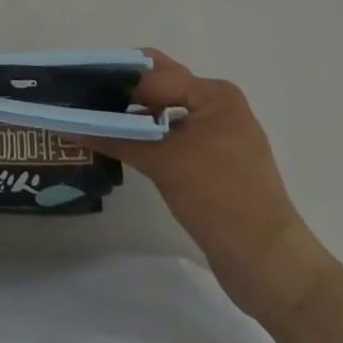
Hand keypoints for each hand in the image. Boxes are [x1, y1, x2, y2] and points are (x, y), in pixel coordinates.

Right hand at [88, 51, 334, 322]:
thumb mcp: (164, 162)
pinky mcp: (215, 166)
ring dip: (133, 117)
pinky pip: (173, 139)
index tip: (80, 90)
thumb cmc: (221, 199)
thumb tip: (70, 125)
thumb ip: (117, 138)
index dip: (118, 81)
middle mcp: (218, 107)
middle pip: (160, 88)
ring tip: (94, 123)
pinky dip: (148, 139)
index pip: (154, 74)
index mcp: (214, 94)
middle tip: (83, 101)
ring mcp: (219, 137)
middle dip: (124, 93)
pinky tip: (120, 148)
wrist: (271, 267)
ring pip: (165, 114)